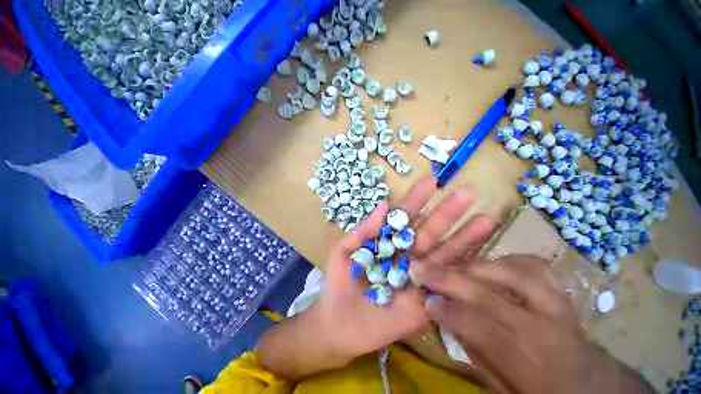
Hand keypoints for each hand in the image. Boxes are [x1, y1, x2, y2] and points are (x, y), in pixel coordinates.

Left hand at [314, 175, 493, 360]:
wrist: (339, 325)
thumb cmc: (339, 283)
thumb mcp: (344, 251)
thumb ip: (364, 230)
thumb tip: (385, 204)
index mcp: (387, 241)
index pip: (404, 216)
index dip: (416, 199)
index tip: (431, 180)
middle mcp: (406, 255)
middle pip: (429, 231)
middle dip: (447, 213)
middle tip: (467, 192)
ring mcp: (418, 278)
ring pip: (443, 254)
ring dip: (464, 238)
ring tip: (485, 218)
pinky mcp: (426, 302)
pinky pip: (447, 285)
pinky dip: (464, 271)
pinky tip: (484, 256)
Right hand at [415, 255, 654, 393]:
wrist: (588, 385)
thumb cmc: (540, 391)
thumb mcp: (503, 386)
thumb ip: (473, 350)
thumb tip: (443, 314)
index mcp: (531, 362)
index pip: (480, 327)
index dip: (448, 310)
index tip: (426, 299)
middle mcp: (546, 329)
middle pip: (491, 296)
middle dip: (452, 281)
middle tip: (428, 272)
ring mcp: (558, 305)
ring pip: (515, 272)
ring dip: (477, 266)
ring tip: (456, 267)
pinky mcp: (561, 292)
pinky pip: (534, 265)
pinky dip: (507, 259)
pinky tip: (491, 264)